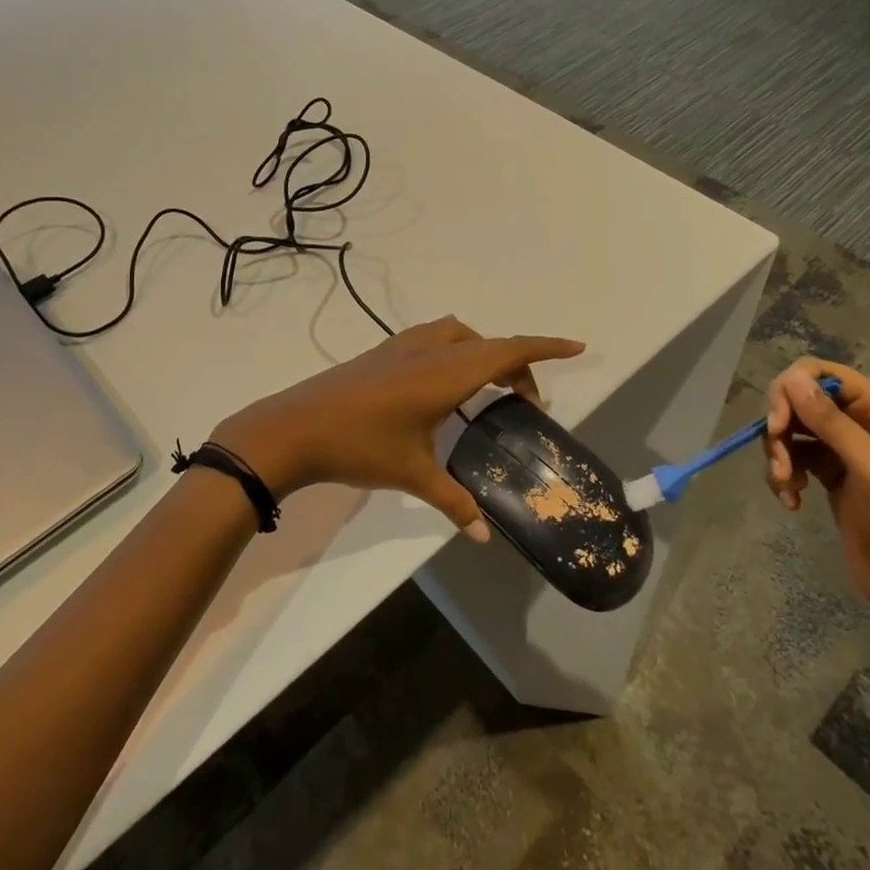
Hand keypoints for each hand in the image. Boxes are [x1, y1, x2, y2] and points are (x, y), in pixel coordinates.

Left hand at [211, 317, 585, 539]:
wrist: (293, 427)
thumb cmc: (359, 446)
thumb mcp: (412, 474)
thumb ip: (453, 502)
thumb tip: (484, 535)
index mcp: (445, 372)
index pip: (507, 351)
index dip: (544, 348)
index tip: (576, 347)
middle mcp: (429, 350)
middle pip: (488, 344)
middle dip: (517, 364)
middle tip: (527, 402)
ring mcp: (401, 347)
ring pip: (458, 334)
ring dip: (482, 352)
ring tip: (489, 389)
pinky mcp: (382, 352)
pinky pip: (433, 339)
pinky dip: (455, 351)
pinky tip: (443, 385)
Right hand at [764, 358, 869, 632]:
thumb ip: (832, 423)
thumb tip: (791, 379)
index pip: (819, 372)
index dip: (789, 390)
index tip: (775, 425)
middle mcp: (860, 418)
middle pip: (798, 398)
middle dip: (781, 428)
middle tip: (779, 464)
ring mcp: (842, 445)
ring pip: (791, 428)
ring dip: (779, 454)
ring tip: (785, 487)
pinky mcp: (827, 470)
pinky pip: (792, 454)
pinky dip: (783, 473)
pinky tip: (791, 499)